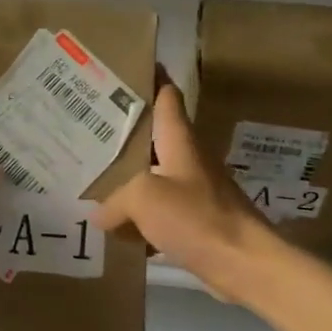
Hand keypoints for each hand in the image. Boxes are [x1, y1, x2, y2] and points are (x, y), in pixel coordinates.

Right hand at [93, 80, 282, 302]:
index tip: (123, 66)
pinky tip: (115, 227)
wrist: (245, 264)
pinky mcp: (195, 221)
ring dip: (127, 177)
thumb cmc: (198, 218)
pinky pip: (159, 211)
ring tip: (91, 177)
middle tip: (86, 128)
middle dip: (123, 132)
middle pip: (153, 136)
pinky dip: (138, 216)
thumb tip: (99, 213)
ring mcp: (194, 190)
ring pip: (153, 175)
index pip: (166, 95)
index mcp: (180, 140)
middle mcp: (188, 159)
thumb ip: (116, 199)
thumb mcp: (145, 199)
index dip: (149, 77)